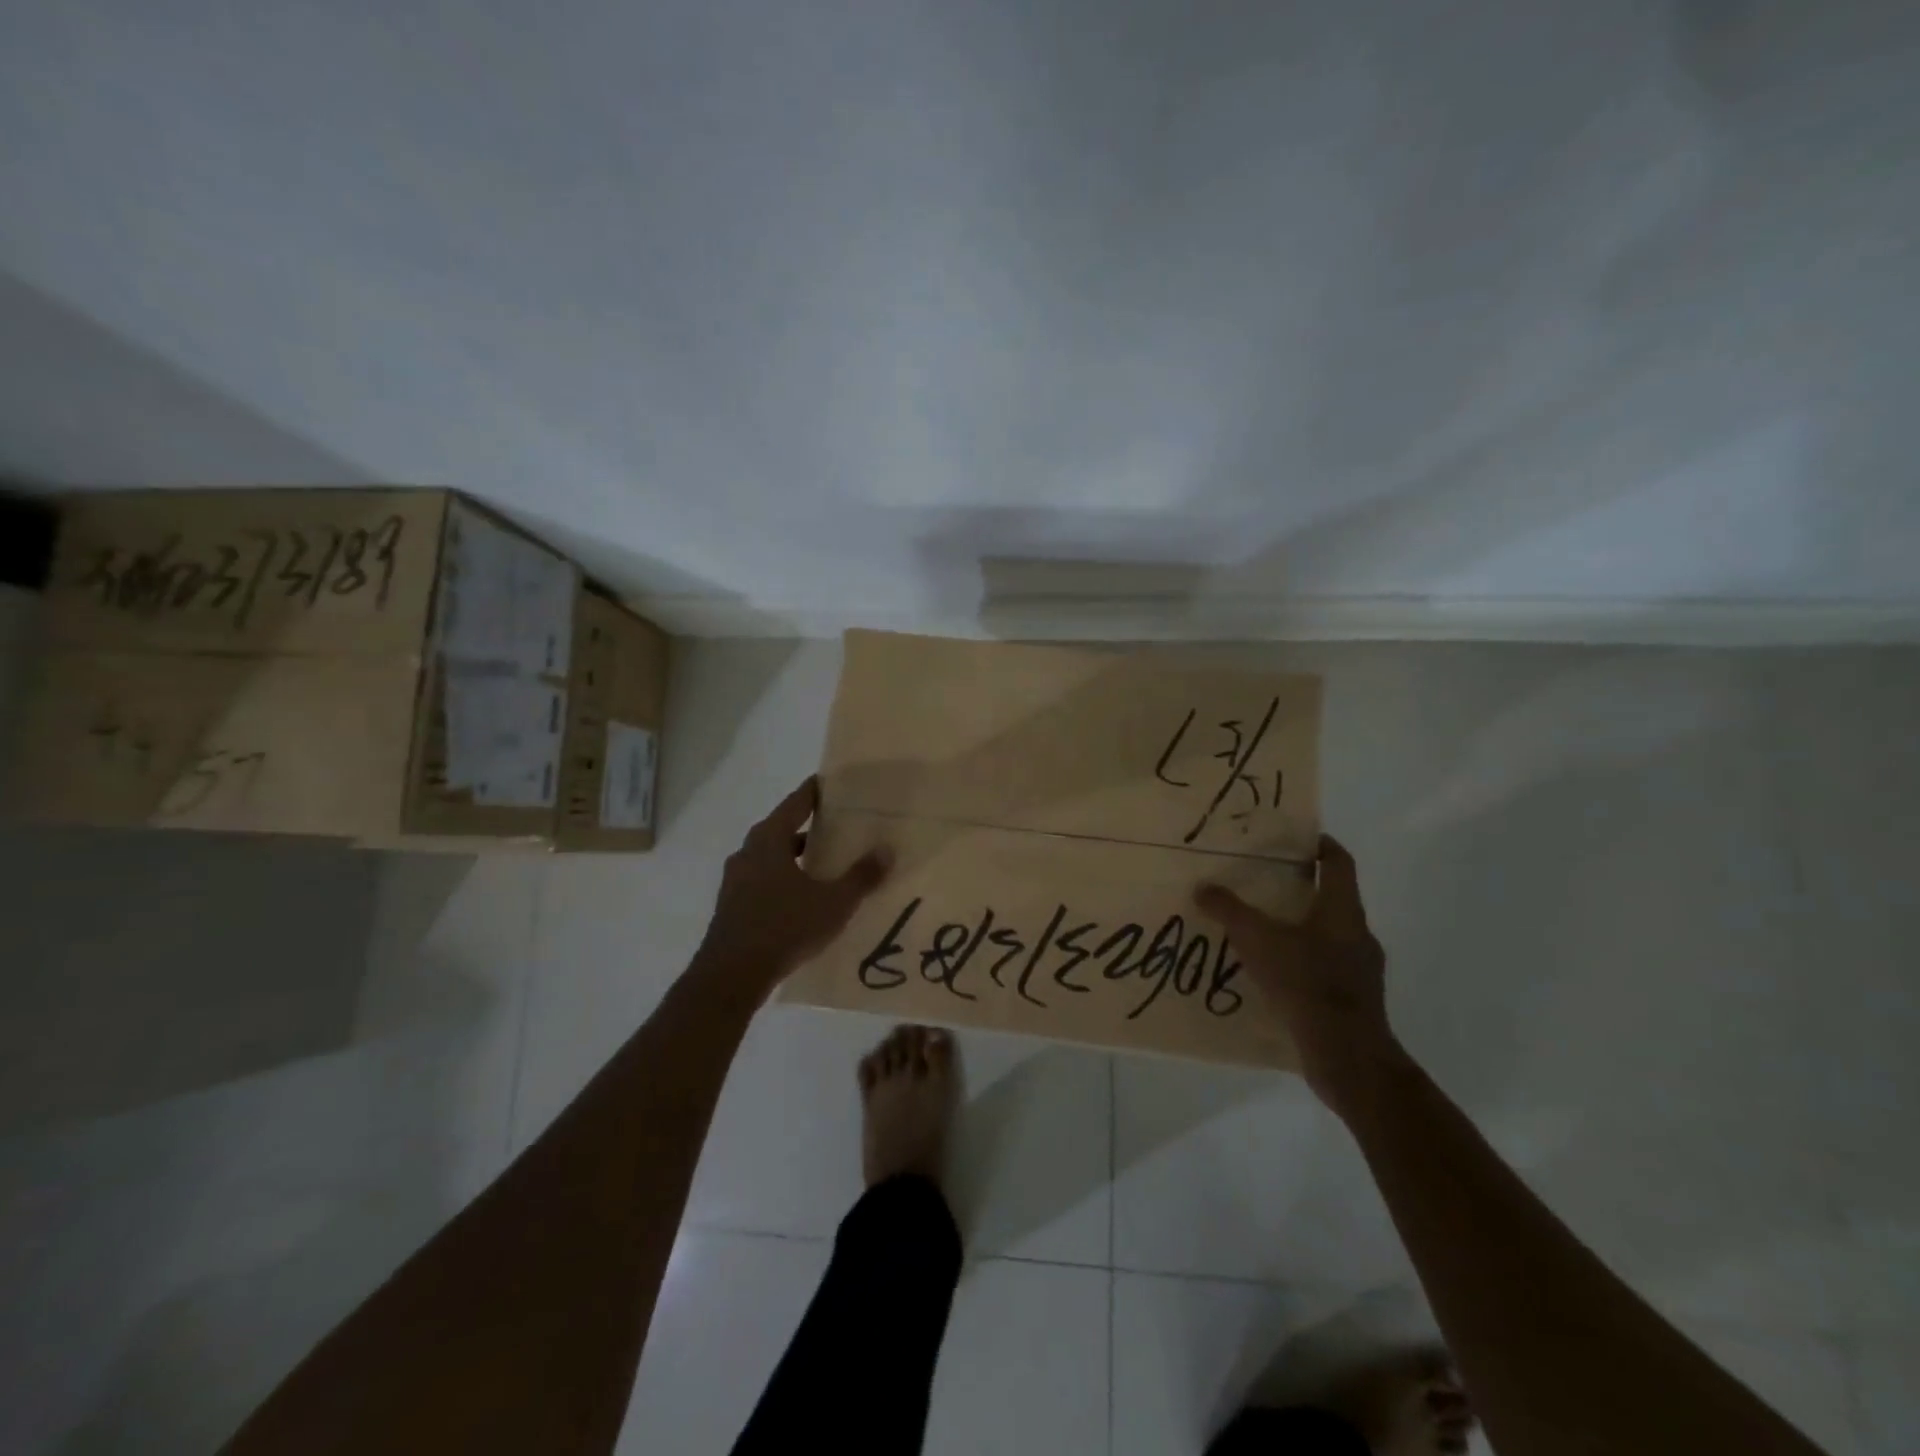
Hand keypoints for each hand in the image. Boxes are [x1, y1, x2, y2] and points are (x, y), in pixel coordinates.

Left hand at [693, 777, 892, 1001]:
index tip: (835, 783)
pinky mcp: (732, 904)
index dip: (817, 791)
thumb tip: (887, 850)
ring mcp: (736, 879)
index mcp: (770, 839)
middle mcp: (749, 851)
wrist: (731, 975)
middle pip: (782, 827)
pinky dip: (784, 877)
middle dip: (809, 825)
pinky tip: (803, 895)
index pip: (797, 802)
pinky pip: (764, 879)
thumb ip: (861, 876)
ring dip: (795, 855)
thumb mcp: (833, 902)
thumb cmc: (784, 927)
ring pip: (772, 856)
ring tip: (825, 861)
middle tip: (839, 823)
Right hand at [1194, 834, 1398, 1107]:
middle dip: (1300, 888)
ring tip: (1262, 930)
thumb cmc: (1307, 983)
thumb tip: (1202, 888)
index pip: (1339, 863)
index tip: (1298, 838)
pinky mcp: (1354, 999)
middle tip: (1264, 882)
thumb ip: (1229, 911)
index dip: (1321, 845)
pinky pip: (1325, 967)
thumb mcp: (1258, 940)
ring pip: (1328, 934)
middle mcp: (1357, 933)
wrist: (1348, 1056)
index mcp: (1342, 910)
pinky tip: (1273, 974)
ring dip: (1299, 928)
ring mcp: (1360, 969)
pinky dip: (1301, 962)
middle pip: (1332, 898)